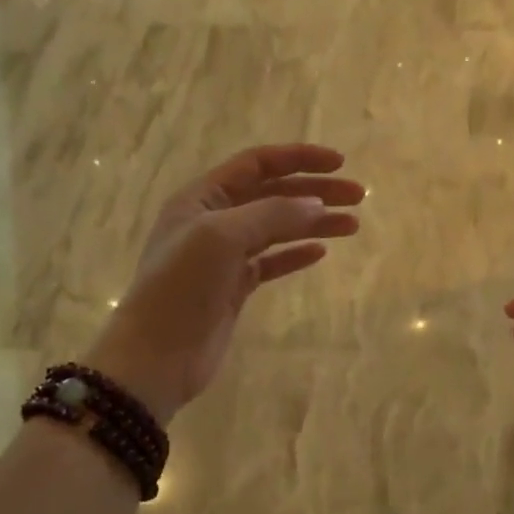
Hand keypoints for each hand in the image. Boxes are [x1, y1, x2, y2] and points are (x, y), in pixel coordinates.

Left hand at [87, 145, 362, 424]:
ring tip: (352, 225)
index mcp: (202, 197)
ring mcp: (224, 255)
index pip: (257, 163)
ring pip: (277, 228)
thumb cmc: (182, 286)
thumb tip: (317, 205)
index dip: (299, 158)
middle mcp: (213, 220)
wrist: (156, 356)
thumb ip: (272, 215)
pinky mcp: (234, 287)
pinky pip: (271, 261)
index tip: (340, 163)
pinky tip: (321, 252)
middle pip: (273, 193)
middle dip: (315, 191)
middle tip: (357, 197)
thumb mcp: (222, 237)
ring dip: (314, 222)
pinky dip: (296, 254)